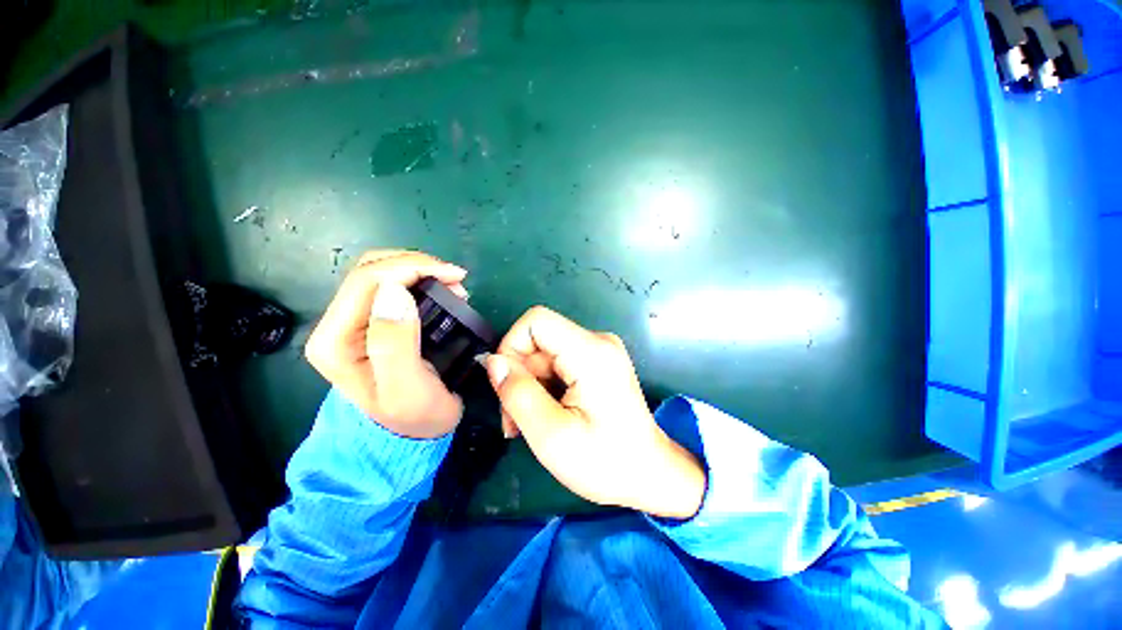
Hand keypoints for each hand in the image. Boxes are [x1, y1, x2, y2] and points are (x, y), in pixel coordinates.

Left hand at [305, 250, 467, 438]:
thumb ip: (395, 343)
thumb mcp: (406, 388)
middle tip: (457, 280)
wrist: (414, 431)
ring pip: (382, 273)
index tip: (455, 276)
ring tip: (455, 287)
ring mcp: (354, 322)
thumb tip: (394, 291)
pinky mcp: (373, 321)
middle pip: (371, 270)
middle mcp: (337, 325)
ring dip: (420, 271)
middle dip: (418, 266)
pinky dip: (420, 280)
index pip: (367, 281)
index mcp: (336, 340)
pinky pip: (393, 285)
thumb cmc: (414, 416)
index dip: (412, 267)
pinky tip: (442, 291)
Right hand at [484, 307, 705, 518]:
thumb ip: (517, 393)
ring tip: (530, 423)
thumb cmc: (605, 462)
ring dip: (530, 385)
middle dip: (519, 375)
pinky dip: (545, 386)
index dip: (511, 346)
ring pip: (545, 353)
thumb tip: (492, 361)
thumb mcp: (551, 435)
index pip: (536, 321)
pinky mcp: (598, 362)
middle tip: (514, 419)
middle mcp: (597, 341)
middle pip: (539, 340)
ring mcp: (600, 350)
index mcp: (591, 352)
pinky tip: (548, 413)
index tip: (506, 386)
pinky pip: (558, 362)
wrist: (650, 474)